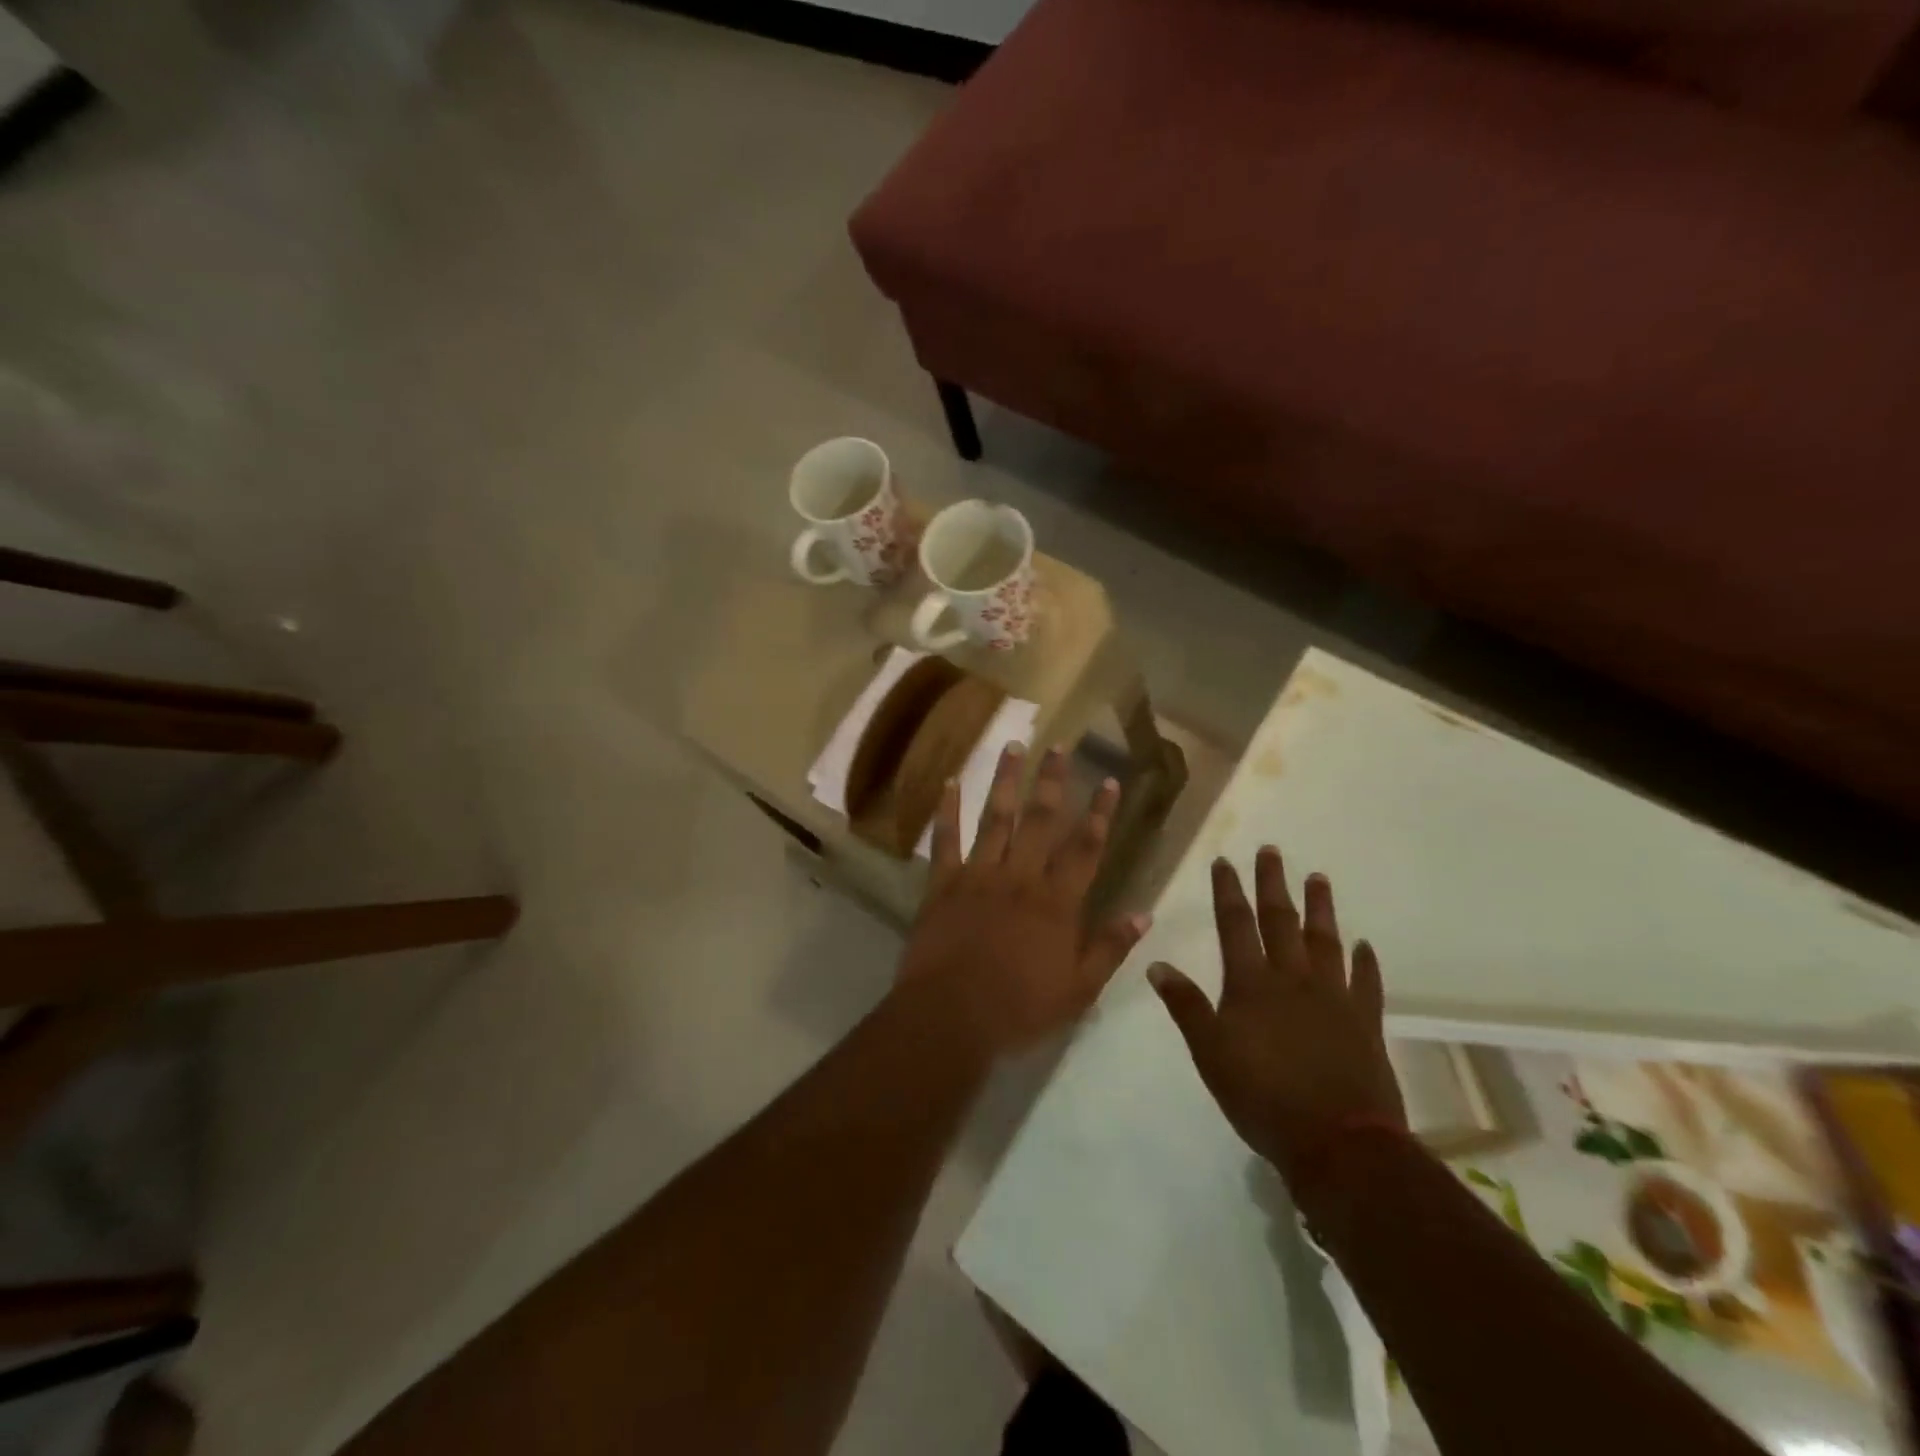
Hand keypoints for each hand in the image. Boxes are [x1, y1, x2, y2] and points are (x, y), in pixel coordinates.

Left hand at [897, 743, 1148, 1058]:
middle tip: (1060, 747)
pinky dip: (947, 809)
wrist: (952, 1016)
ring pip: (996, 817)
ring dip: (1006, 780)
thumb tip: (1144, 914)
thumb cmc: (1020, 1008)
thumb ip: (1110, 948)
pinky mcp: (944, 883)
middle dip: (1053, 781)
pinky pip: (946, 839)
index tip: (1110, 781)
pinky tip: (950, 781)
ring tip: (1014, 746)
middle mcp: (1020, 877)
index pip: (1085, 847)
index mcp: (1057, 902)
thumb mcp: (1078, 990)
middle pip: (1041, 820)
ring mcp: (979, 875)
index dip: (1100, 813)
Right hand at [1148, 848, 1403, 1183]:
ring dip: (1321, 908)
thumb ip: (1186, 1006)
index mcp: (1252, 984)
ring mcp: (1333, 998)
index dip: (1229, 891)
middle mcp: (1293, 979)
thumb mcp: (1210, 1053)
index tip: (1225, 861)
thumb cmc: (1262, 1097)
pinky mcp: (1365, 1023)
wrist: (1337, 1143)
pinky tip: (1365, 946)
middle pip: (1281, 921)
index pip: (1236, 925)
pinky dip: (1365, 963)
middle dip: (1273, 884)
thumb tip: (1156, 964)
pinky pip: (1366, 983)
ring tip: (1318, 878)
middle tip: (1272, 851)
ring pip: (1325, 942)